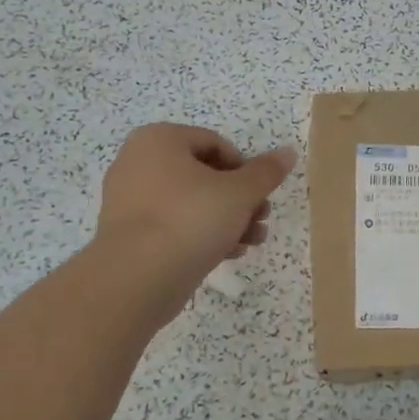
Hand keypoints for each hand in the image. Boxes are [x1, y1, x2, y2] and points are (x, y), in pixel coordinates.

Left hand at [94, 123, 296, 304]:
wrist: (136, 279)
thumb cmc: (190, 220)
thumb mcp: (239, 193)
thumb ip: (266, 172)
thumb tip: (289, 152)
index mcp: (159, 140)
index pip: (215, 143)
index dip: (245, 168)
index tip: (261, 194)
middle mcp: (138, 162)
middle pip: (205, 175)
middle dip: (240, 199)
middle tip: (262, 219)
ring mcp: (129, 200)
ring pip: (191, 203)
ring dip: (228, 220)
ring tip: (252, 241)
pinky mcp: (129, 234)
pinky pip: (173, 225)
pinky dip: (201, 235)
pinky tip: (229, 254)